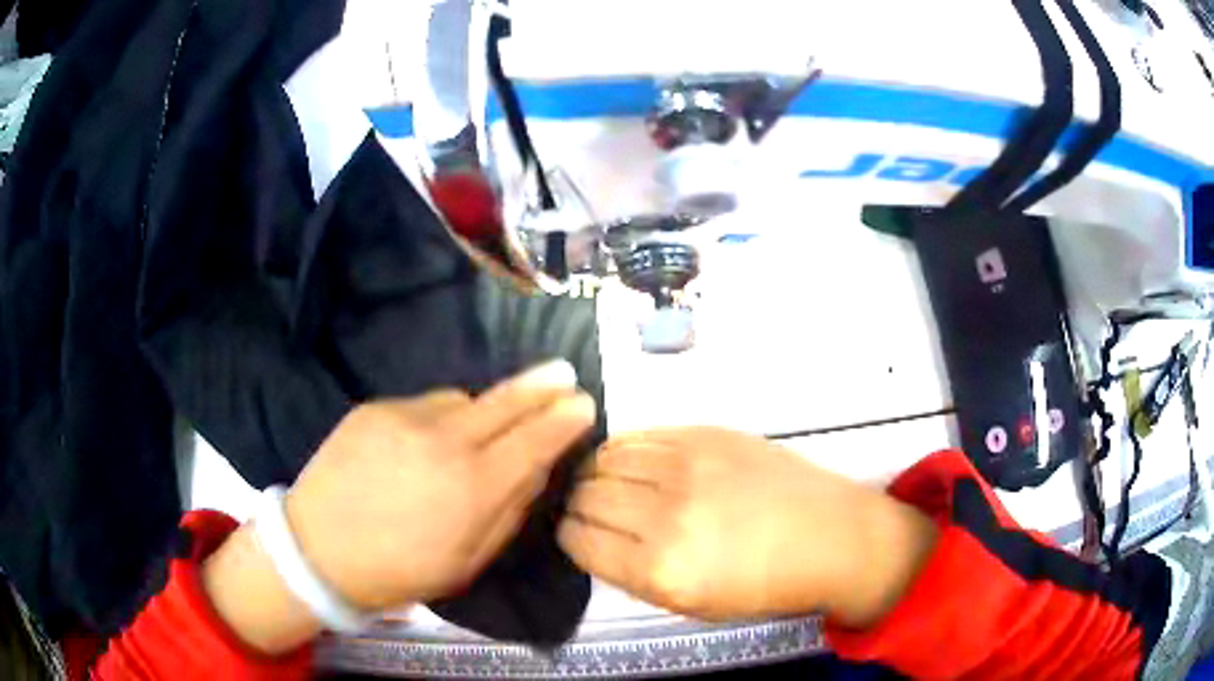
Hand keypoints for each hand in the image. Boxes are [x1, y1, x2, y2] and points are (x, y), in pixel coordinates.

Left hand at [282, 361, 595, 611]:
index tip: (584, 403)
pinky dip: (441, 414)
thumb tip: (538, 468)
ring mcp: (406, 417)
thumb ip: (511, 511)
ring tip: (483, 428)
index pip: (536, 440)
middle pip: (506, 402)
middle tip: (564, 373)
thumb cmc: (401, 570)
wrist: (319, 549)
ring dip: (485, 409)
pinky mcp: (375, 407)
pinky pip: (426, 402)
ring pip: (465, 398)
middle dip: (542, 386)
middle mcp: (445, 441)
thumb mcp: (469, 561)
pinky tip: (429, 438)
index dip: (564, 419)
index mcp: (473, 489)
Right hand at [558, 428, 936, 625]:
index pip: (578, 539)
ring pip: (605, 459)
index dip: (569, 535)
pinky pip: (639, 436)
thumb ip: (632, 572)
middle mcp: (666, 515)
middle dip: (579, 505)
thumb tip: (592, 538)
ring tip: (609, 483)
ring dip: (597, 473)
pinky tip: (634, 462)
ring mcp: (687, 467)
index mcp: (660, 570)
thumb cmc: (763, 585)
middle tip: (590, 509)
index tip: (575, 533)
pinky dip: (623, 450)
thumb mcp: (689, 604)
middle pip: (586, 495)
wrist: (828, 536)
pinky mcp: (705, 434)